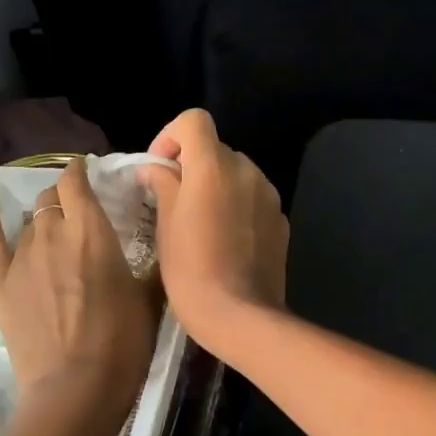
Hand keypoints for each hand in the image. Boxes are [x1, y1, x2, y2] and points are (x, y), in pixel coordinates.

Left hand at [0, 160, 160, 435]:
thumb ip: (149, 264)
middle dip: (63, 197)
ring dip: (42, 219)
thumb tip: (161, 246)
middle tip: (78, 211)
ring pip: (29, 221)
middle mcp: (52, 232)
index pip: (77, 182)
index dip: (79, 171)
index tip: (86, 171)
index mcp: (92, 230)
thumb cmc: (123, 342)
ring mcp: (22, 258)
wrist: (75, 390)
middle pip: (51, 199)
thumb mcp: (150, 298)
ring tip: (52, 227)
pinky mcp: (1, 284)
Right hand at [137, 110, 288, 353]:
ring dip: (216, 185)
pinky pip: (253, 198)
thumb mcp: (165, 225)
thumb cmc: (192, 268)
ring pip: (236, 174)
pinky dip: (237, 205)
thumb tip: (154, 168)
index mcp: (214, 166)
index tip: (159, 167)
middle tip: (173, 200)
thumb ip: (162, 184)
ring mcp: (268, 194)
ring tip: (200, 222)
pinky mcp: (280, 219)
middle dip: (192, 166)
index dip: (171, 136)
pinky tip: (225, 239)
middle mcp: (246, 170)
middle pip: (215, 149)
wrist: (241, 315)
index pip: (194, 120)